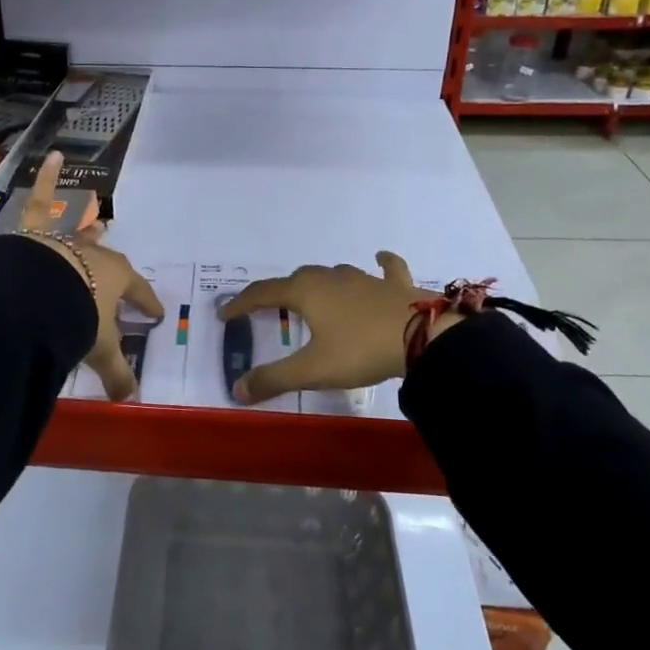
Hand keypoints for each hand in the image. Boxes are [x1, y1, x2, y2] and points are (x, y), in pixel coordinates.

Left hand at [15, 153, 162, 400]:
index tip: (155, 314)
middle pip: (107, 258)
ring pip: (78, 229)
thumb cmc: (75, 319)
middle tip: (115, 268)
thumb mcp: (99, 349)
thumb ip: (116, 374)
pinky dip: (46, 176)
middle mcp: (95, 253)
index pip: (138, 292)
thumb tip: (131, 400)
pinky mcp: (37, 228)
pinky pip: (42, 197)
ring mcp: (66, 237)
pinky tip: (52, 155)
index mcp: (115, 279)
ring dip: (85, 225)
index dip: (147, 304)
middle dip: (112, 264)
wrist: (37, 296)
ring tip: (93, 217)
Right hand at [218, 253, 442, 405]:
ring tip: (313, 295)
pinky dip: (380, 264)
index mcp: (305, 293)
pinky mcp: (394, 284)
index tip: (225, 315)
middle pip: (296, 279)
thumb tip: (237, 390)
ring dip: (319, 283)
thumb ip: (273, 379)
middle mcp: (330, 278)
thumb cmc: (360, 349)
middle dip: (280, 292)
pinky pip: (386, 267)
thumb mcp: (312, 370)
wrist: (423, 336)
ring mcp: (364, 277)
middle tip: (270, 309)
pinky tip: (379, 258)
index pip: (263, 293)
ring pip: (333, 273)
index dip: (241, 303)